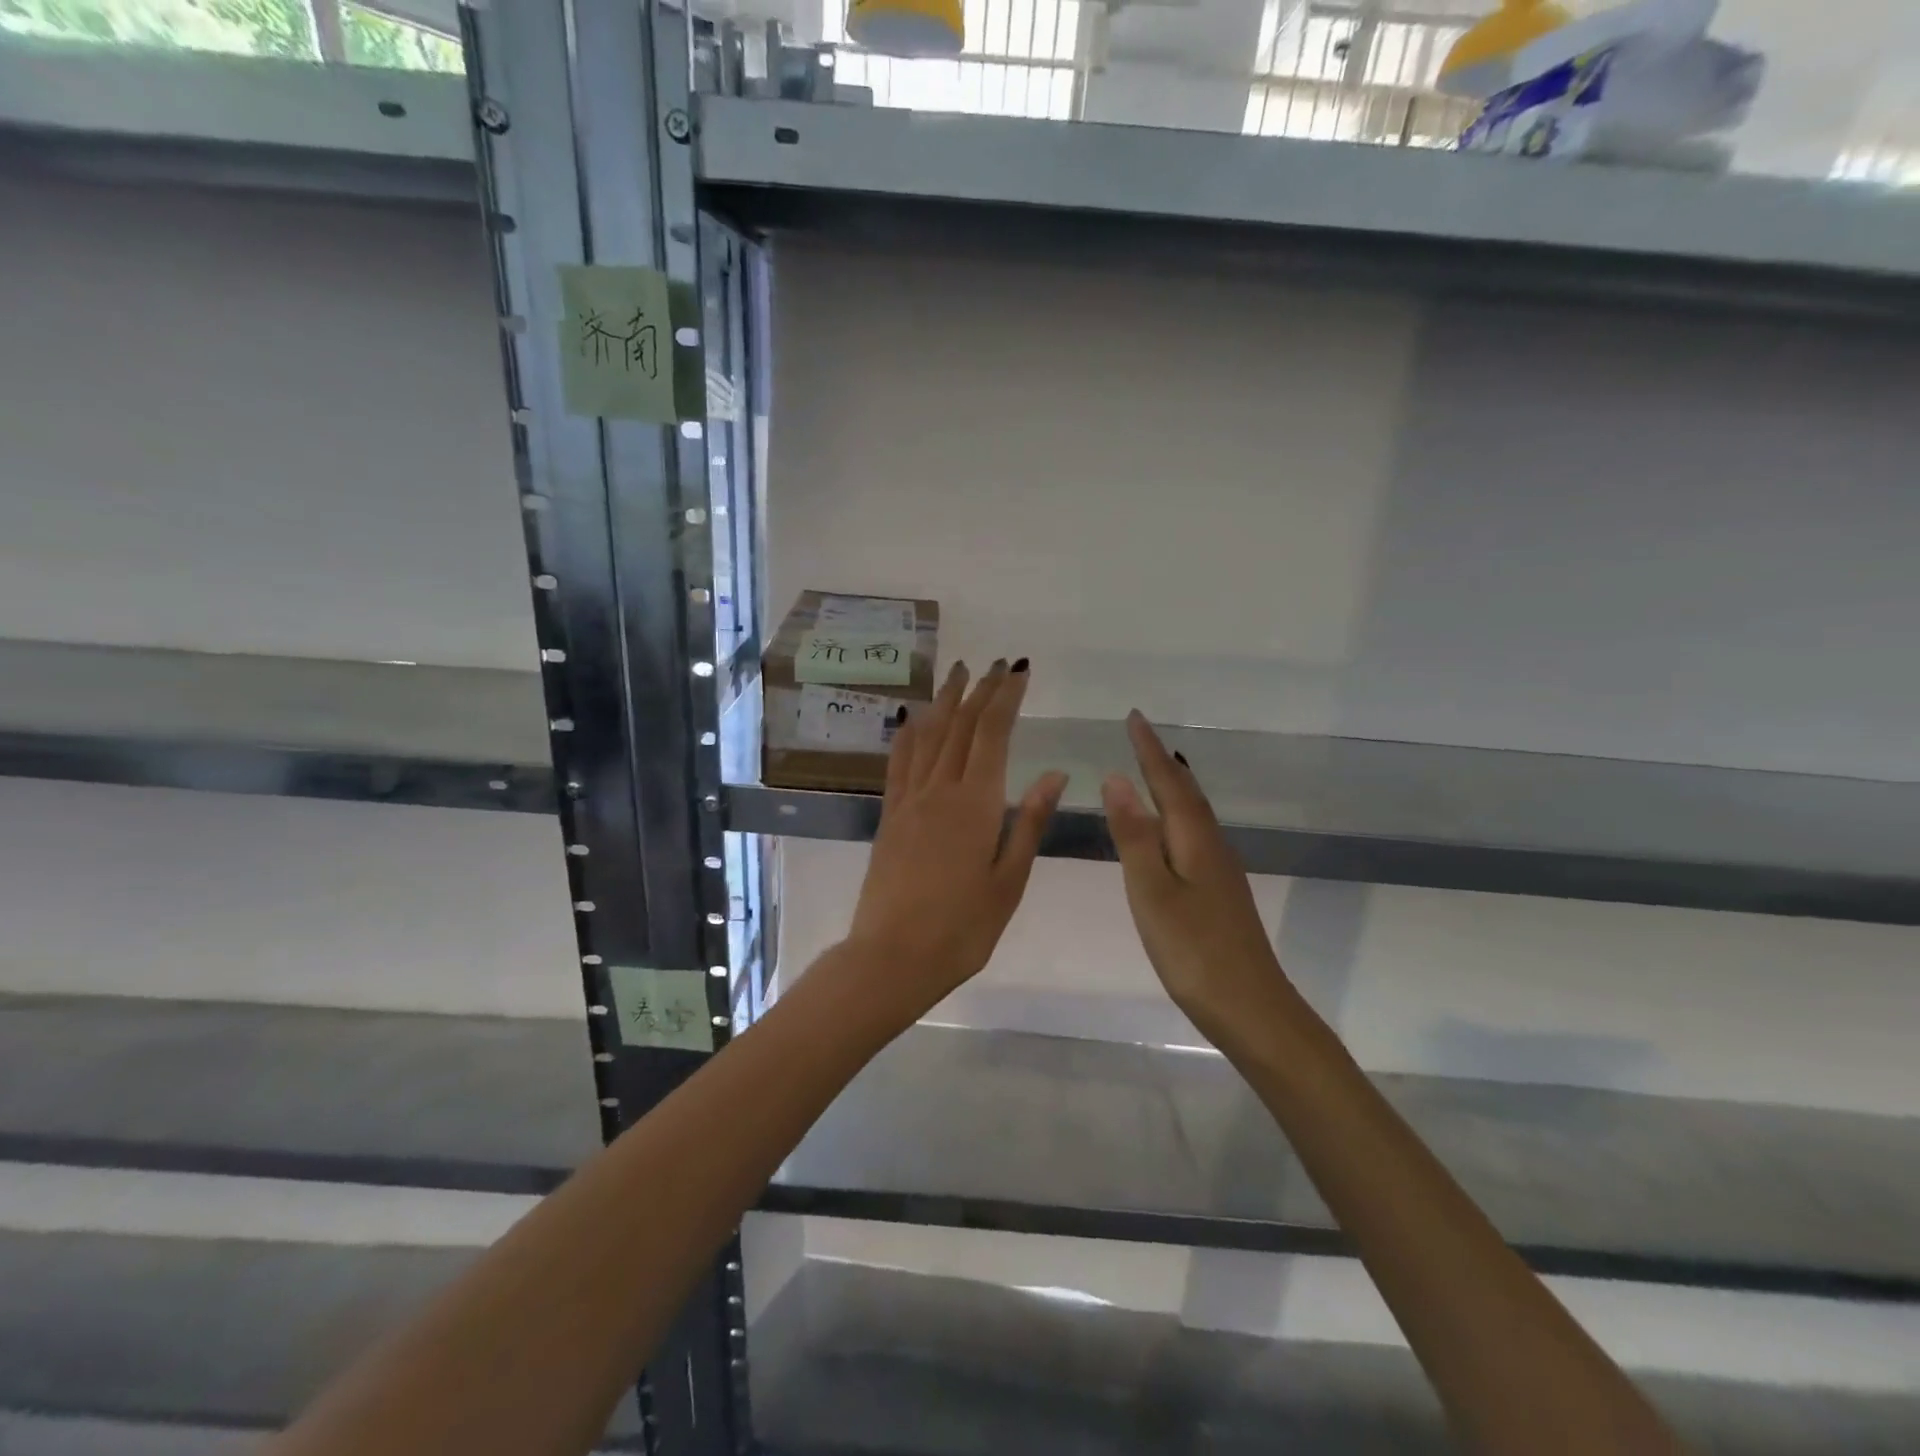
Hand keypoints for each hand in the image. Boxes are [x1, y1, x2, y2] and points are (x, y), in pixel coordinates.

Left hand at [845, 660, 1068, 1020]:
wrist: (892, 957)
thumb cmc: (962, 928)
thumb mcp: (1009, 881)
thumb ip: (1029, 822)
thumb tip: (1054, 774)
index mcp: (976, 804)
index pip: (992, 735)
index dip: (1006, 698)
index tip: (1019, 671)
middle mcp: (940, 791)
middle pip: (960, 727)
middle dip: (979, 691)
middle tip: (994, 664)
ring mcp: (909, 801)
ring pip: (928, 736)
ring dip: (945, 701)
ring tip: (958, 673)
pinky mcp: (889, 816)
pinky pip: (899, 762)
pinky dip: (909, 734)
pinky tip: (913, 718)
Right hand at [1100, 711, 1294, 1027]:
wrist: (1251, 1008)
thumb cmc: (1193, 950)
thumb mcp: (1151, 892)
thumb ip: (1134, 836)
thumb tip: (1117, 779)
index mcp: (1194, 840)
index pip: (1168, 782)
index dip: (1148, 750)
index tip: (1133, 716)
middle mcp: (1212, 846)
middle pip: (1185, 793)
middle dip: (1160, 762)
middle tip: (1139, 734)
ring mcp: (1220, 871)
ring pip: (1193, 814)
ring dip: (1172, 786)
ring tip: (1153, 768)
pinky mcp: (1220, 893)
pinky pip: (1194, 835)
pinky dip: (1178, 816)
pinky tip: (1172, 829)